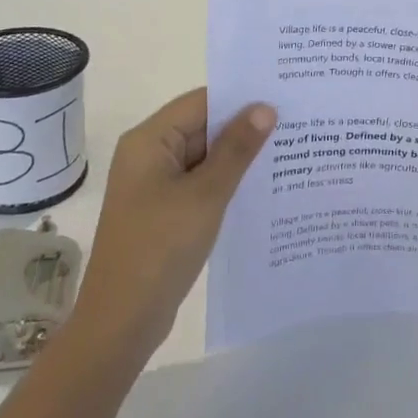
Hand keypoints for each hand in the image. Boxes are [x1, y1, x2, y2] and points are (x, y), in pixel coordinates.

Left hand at [73, 89, 274, 356]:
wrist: (122, 321)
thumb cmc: (161, 248)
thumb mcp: (206, 195)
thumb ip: (237, 149)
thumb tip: (265, 107)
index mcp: (149, 140)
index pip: (201, 102)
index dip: (240, 98)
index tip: (283, 96)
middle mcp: (149, 155)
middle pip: (202, 127)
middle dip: (245, 127)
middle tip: (296, 123)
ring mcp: (155, 185)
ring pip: (205, 158)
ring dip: (239, 157)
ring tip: (289, 151)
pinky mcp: (164, 211)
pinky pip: (200, 184)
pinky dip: (227, 183)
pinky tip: (263, 188)